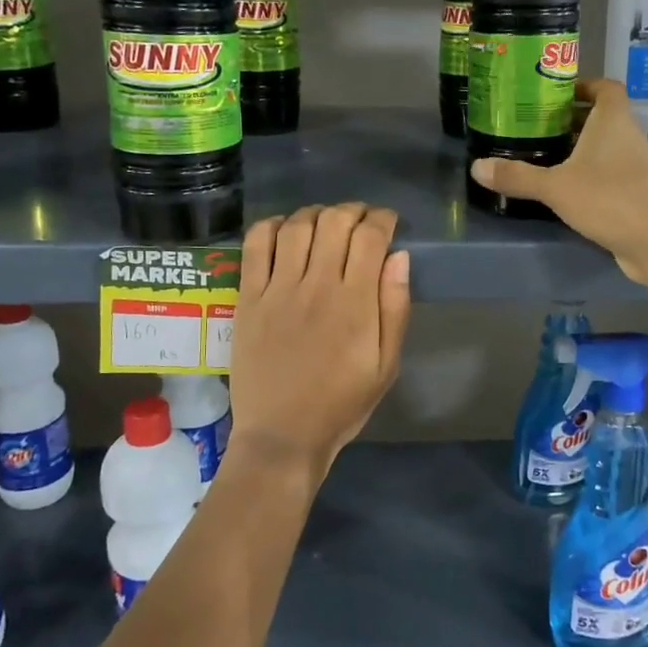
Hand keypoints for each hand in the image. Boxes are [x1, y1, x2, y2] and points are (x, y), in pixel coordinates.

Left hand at [229, 203, 411, 483]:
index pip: (370, 237)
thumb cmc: (341, 403)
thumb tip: (399, 257)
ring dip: (316, 213)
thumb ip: (395, 308)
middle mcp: (316, 286)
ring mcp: (278, 290)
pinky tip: (283, 229)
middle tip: (359, 220)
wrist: (282, 435)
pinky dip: (271, 226)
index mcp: (355, 302)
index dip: (382, 219)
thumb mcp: (386, 365)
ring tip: (324, 222)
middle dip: (352, 211)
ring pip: (296, 226)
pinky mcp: (248, 298)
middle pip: (334, 222)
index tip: (388, 223)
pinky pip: (255, 246)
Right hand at [469, 79, 647, 284]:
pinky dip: (587, 176)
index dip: (583, 85)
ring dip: (577, 150)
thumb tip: (476, 167)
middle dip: (570, 120)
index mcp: (613, 122)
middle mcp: (628, 138)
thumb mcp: (556, 187)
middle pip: (600, 118)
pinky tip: (562, 190)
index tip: (555, 94)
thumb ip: (517, 177)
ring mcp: (635, 167)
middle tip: (534, 126)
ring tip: (541, 156)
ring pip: (603, 148)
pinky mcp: (635, 194)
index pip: (605, 88)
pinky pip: (607, 175)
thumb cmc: (611, 200)